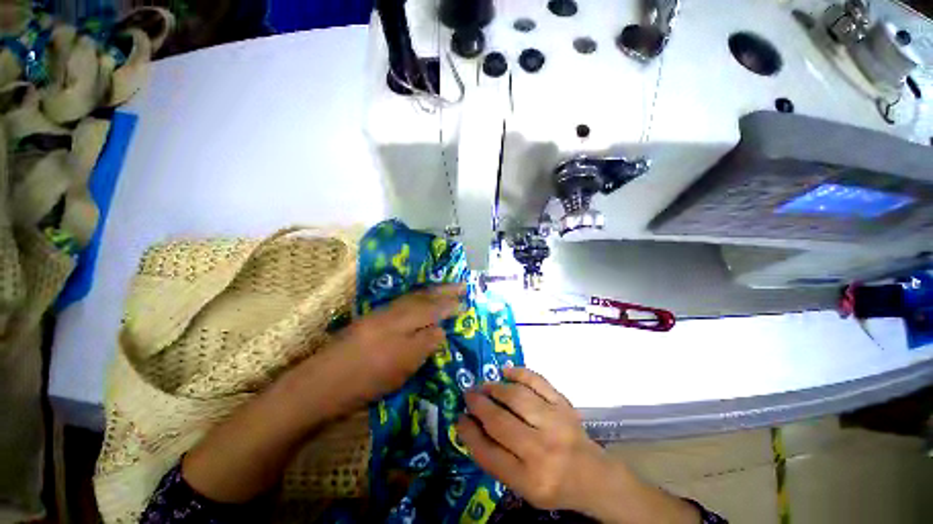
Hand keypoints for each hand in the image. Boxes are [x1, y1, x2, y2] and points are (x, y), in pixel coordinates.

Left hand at [321, 283, 464, 408]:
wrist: (320, 384)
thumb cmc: (365, 380)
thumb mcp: (401, 368)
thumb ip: (424, 344)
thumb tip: (441, 329)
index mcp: (401, 323)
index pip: (432, 309)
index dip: (450, 305)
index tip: (465, 301)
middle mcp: (393, 312)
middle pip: (423, 297)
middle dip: (444, 291)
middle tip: (462, 285)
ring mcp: (380, 314)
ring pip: (412, 297)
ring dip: (431, 291)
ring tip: (445, 288)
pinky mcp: (371, 319)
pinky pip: (402, 302)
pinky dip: (416, 297)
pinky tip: (420, 298)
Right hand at [456, 367, 605, 511]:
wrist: (592, 475)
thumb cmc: (551, 483)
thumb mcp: (520, 485)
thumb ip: (494, 458)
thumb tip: (469, 423)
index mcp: (528, 479)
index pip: (488, 453)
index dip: (469, 433)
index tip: (459, 418)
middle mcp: (542, 450)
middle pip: (500, 422)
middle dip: (478, 405)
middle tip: (468, 395)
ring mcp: (555, 423)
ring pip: (517, 397)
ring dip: (495, 388)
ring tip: (485, 386)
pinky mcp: (563, 404)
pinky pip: (537, 381)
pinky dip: (519, 373)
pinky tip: (506, 372)